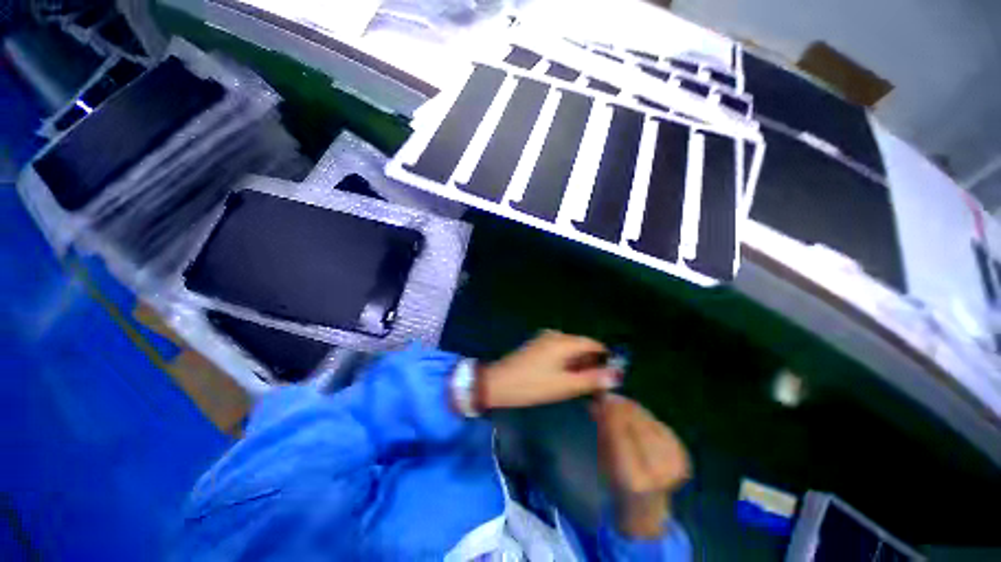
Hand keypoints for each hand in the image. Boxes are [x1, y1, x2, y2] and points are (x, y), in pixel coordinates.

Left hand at [477, 330, 621, 409]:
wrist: (498, 382)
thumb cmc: (532, 385)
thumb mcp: (564, 385)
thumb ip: (591, 379)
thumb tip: (616, 375)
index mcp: (563, 341)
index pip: (593, 344)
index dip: (604, 358)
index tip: (610, 376)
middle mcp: (555, 335)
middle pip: (581, 345)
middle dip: (591, 363)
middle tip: (595, 385)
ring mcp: (544, 339)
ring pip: (570, 349)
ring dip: (578, 364)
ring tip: (581, 384)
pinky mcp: (537, 345)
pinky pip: (559, 350)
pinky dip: (566, 362)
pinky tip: (564, 377)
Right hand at [590, 394, 689, 538]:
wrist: (646, 509)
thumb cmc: (616, 486)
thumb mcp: (603, 459)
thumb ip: (602, 430)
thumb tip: (595, 402)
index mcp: (633, 480)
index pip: (620, 434)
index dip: (610, 412)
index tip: (599, 396)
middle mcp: (658, 473)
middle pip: (637, 425)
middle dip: (621, 406)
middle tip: (607, 394)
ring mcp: (674, 464)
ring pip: (649, 422)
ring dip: (632, 408)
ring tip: (617, 400)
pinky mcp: (682, 456)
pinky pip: (660, 426)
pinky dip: (645, 416)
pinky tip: (634, 413)